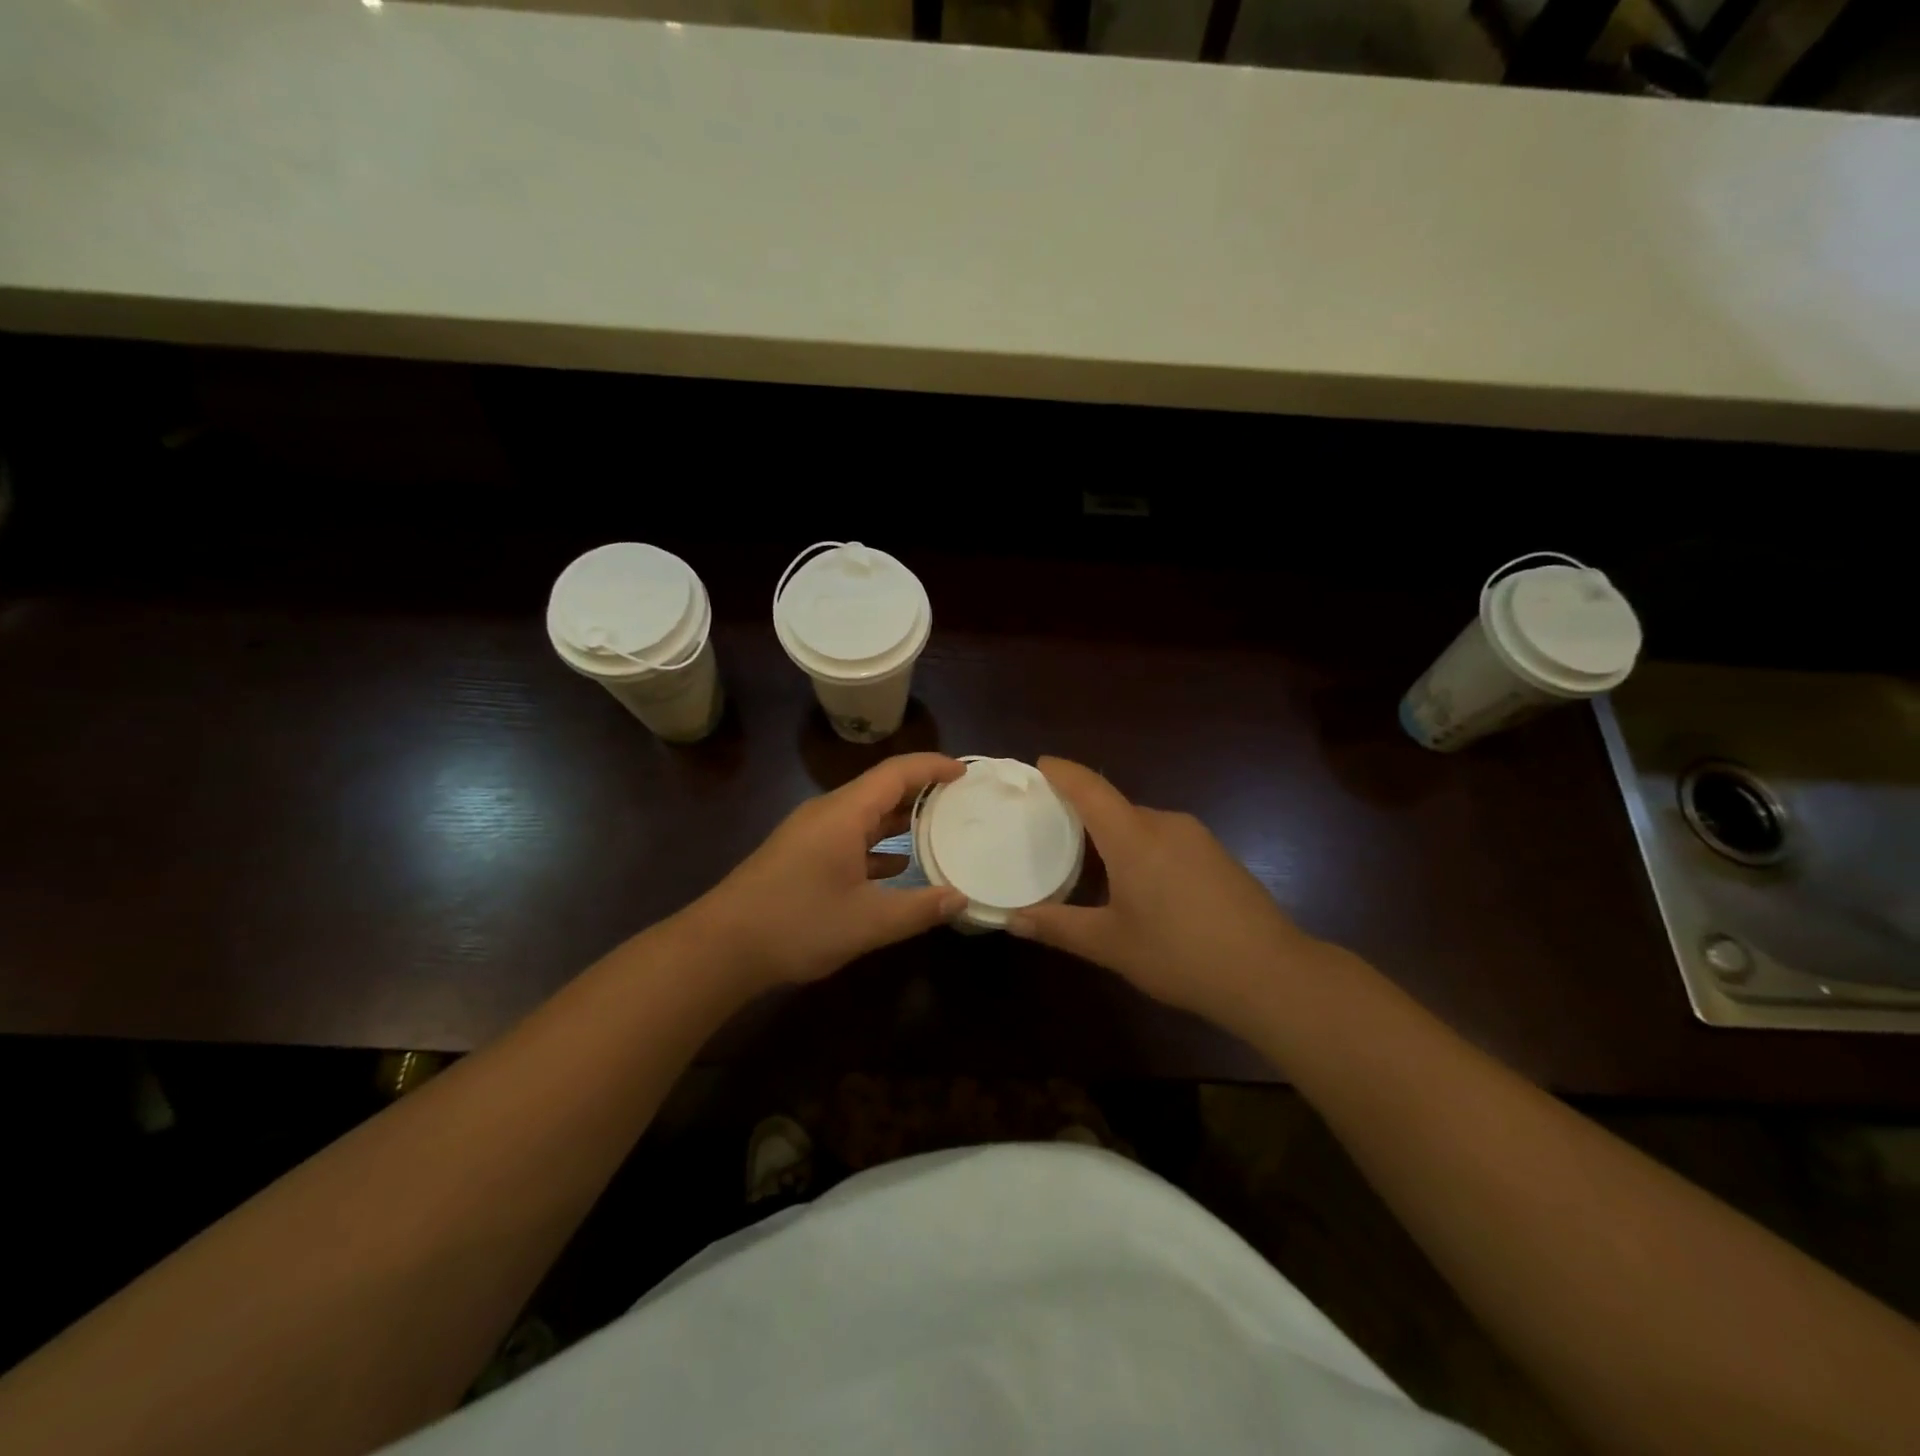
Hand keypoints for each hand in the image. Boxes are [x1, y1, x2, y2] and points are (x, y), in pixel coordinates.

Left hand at [689, 753, 967, 990]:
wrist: (721, 947)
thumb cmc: (797, 924)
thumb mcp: (867, 922)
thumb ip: (919, 908)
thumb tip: (960, 898)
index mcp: (844, 814)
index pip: (897, 773)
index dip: (933, 767)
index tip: (966, 773)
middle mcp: (827, 813)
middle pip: (881, 788)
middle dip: (922, 790)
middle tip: (961, 800)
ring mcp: (810, 834)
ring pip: (864, 814)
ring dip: (900, 818)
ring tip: (940, 828)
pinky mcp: (800, 855)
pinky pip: (849, 836)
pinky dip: (878, 843)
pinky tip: (898, 865)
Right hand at [1008, 757, 1329, 1025]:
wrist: (1271, 974)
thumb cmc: (1180, 954)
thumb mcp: (1110, 944)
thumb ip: (1058, 926)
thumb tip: (1010, 918)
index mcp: (1133, 836)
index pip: (1090, 788)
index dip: (1062, 772)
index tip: (1039, 765)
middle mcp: (1165, 823)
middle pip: (1114, 806)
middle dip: (1084, 811)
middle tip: (1053, 829)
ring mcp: (1197, 837)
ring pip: (1142, 824)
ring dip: (1115, 835)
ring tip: (1092, 864)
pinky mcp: (1218, 855)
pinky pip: (1167, 839)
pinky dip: (1143, 849)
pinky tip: (1142, 885)